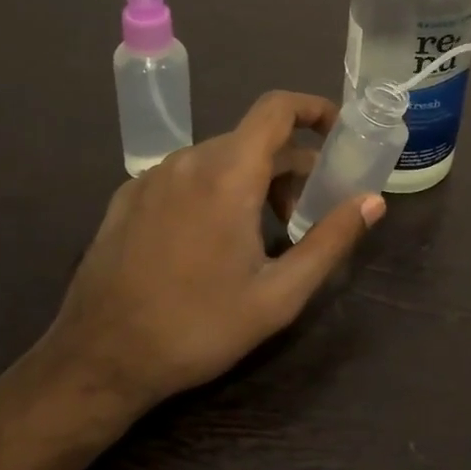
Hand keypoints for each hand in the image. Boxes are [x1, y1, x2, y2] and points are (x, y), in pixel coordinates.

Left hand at [43, 91, 384, 415]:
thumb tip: (372, 201)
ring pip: (220, 158)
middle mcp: (188, 161)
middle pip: (254, 140)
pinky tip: (211, 241)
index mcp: (228, 174)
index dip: (313, 108)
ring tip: (261, 234)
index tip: (338, 131)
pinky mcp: (127, 197)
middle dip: (290, 166)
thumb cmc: (197, 327)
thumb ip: (331, 240)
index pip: (277, 109)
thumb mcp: (278, 295)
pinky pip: (186, 176)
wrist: (97, 361)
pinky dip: (215, 189)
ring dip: (253, 180)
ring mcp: (152, 177)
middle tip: (305, 215)